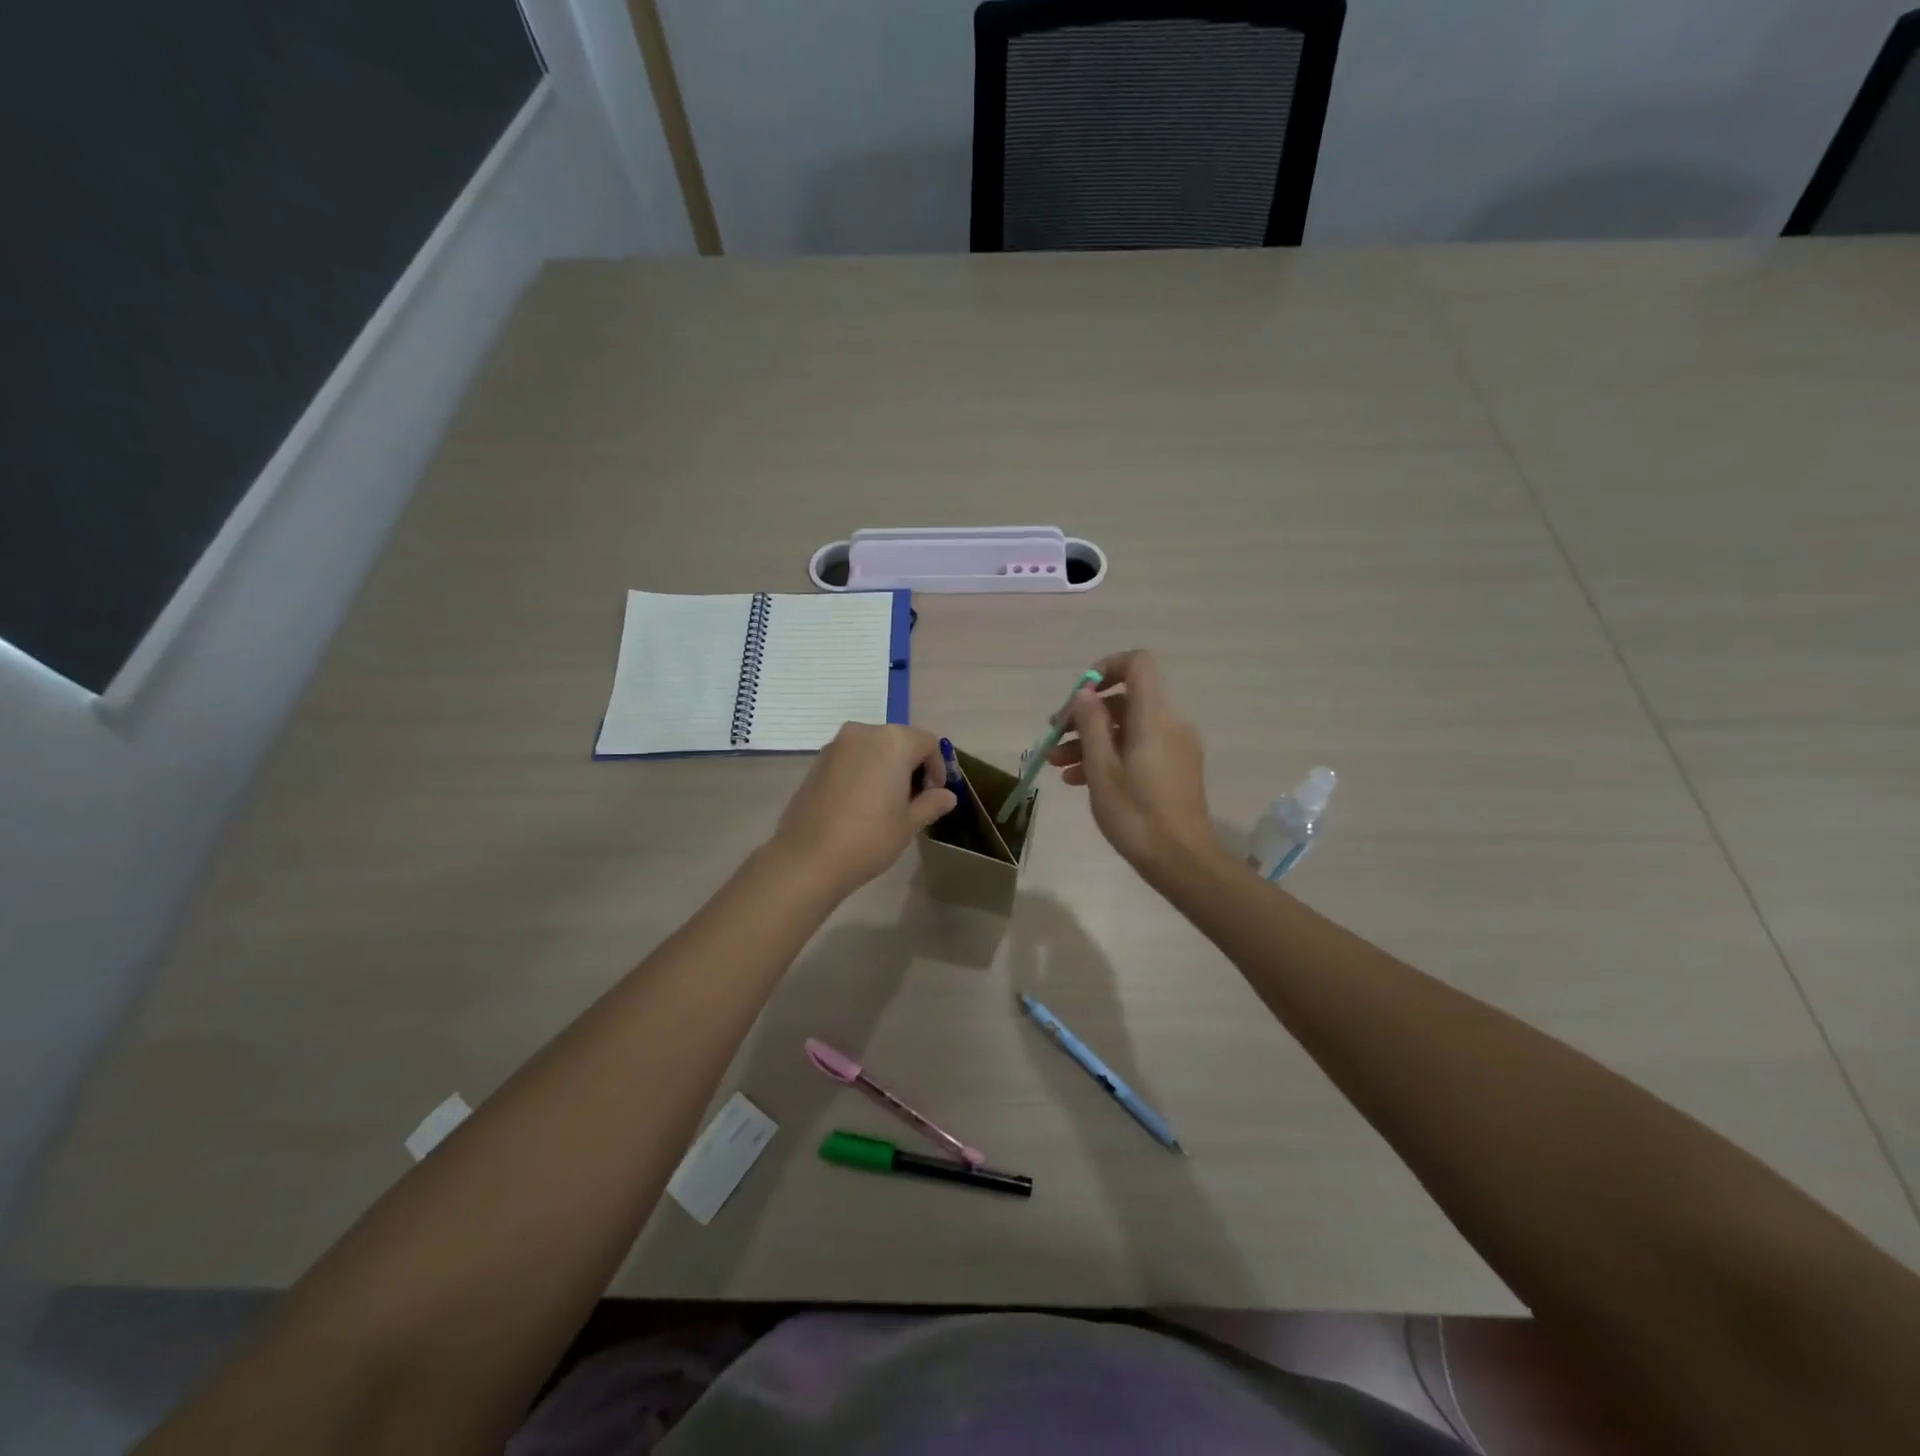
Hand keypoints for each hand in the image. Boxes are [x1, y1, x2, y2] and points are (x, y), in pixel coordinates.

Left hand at [771, 723, 954, 896]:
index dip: (938, 768)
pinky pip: (852, 758)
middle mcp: (864, 732)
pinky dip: (863, 771)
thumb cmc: (869, 838)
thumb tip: (947, 796)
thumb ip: (931, 803)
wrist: (809, 857)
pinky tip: (861, 803)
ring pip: (873, 748)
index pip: (927, 743)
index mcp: (893, 742)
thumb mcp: (909, 823)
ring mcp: (836, 745)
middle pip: (899, 741)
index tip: (935, 795)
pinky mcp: (817, 761)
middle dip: (911, 765)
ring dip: (886, 767)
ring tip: (887, 802)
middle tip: (914, 799)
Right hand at [1047, 651, 1216, 874]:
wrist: (1182, 861)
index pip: (1138, 663)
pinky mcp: (1175, 768)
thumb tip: (1085, 693)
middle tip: (1054, 737)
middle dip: (1086, 715)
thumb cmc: (1136, 815)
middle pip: (1125, 699)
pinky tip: (1080, 779)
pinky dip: (1110, 755)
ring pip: (1127, 727)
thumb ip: (1091, 724)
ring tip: (1058, 765)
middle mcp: (1170, 723)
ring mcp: (1175, 747)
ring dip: (1091, 739)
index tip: (1079, 696)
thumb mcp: (1102, 769)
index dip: (1106, 668)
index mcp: (1153, 717)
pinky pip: (1138, 747)